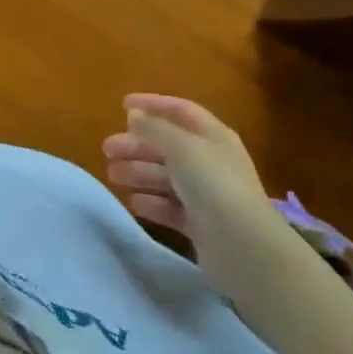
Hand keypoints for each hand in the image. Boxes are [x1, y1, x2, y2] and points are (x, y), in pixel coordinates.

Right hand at [103, 94, 293, 295]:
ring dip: (139, 172)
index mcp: (213, 136)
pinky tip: (134, 202)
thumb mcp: (181, 146)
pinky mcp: (202, 226)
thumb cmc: (213, 184)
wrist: (245, 248)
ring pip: (166, 177)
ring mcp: (208, 195)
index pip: (180, 111)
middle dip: (137, 145)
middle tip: (107, 149)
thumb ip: (154, 128)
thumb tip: (134, 115)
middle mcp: (211, 161)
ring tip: (112, 175)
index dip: (152, 104)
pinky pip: (171, 207)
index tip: (122, 105)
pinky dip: (152, 202)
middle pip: (168, 146)